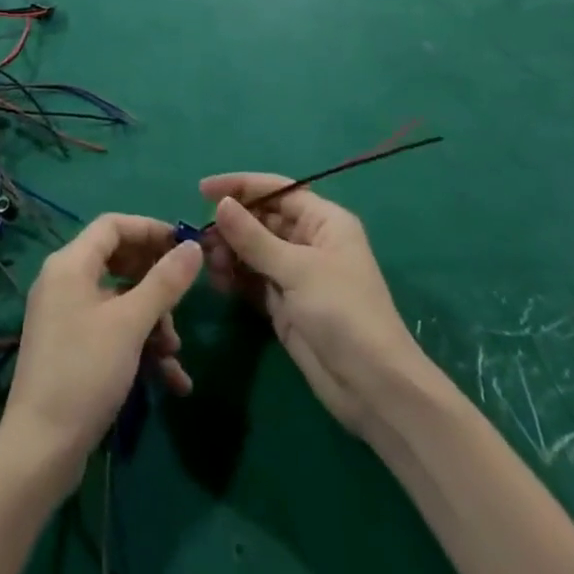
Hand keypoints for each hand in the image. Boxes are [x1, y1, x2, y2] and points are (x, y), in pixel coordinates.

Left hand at [3, 214, 202, 479]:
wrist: (39, 453)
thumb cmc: (84, 373)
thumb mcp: (131, 324)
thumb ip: (165, 282)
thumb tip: (194, 246)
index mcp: (70, 264)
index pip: (113, 225)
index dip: (150, 229)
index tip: (183, 245)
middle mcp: (64, 282)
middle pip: (118, 261)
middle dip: (155, 281)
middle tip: (184, 294)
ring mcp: (66, 317)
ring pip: (119, 300)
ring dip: (152, 319)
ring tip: (175, 349)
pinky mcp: (71, 350)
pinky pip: (110, 331)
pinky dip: (138, 346)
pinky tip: (170, 378)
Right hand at [199, 174, 419, 434]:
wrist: (373, 388)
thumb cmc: (343, 313)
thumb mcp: (298, 270)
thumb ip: (255, 238)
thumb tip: (221, 204)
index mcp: (323, 221)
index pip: (277, 190)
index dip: (241, 185)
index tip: (203, 190)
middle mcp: (309, 241)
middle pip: (263, 219)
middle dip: (232, 224)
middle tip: (200, 235)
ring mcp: (297, 274)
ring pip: (255, 250)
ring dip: (230, 251)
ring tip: (206, 260)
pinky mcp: (286, 304)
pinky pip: (254, 279)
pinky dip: (235, 277)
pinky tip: (216, 280)